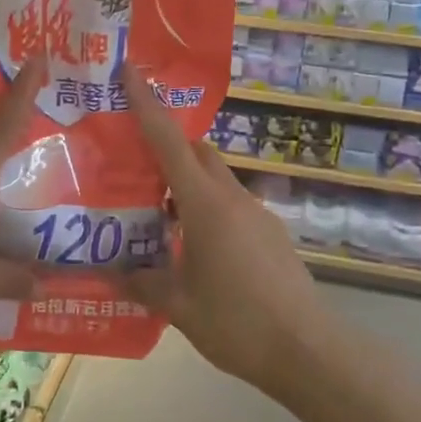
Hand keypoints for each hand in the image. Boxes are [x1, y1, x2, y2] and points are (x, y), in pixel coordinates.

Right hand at [120, 66, 330, 390]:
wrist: (309, 350)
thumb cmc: (237, 323)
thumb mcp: (180, 306)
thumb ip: (143, 283)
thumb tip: (111, 273)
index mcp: (206, 205)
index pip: (170, 142)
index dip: (147, 105)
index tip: (130, 71)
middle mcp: (233, 199)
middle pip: (198, 152)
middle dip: (167, 146)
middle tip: (132, 161)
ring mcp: (257, 215)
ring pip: (216, 180)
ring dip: (186, 184)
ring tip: (155, 211)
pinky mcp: (270, 235)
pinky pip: (231, 206)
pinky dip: (206, 209)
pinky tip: (192, 246)